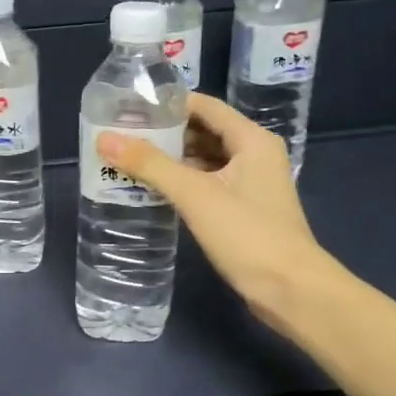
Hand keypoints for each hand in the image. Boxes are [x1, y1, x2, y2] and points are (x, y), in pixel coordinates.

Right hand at [96, 94, 334, 336]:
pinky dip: (182, 183)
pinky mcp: (244, 210)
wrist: (291, 291)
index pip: (204, 106)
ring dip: (171, 160)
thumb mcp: (195, 195)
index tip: (129, 109)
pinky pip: (207, 184)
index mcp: (251, 140)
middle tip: (122, 136)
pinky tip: (153, 191)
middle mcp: (254, 154)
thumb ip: (150, 165)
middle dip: (164, 134)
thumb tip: (104, 138)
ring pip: (205, 160)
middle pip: (203, 131)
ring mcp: (251, 184)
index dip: (167, 104)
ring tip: (129, 161)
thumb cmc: (248, 235)